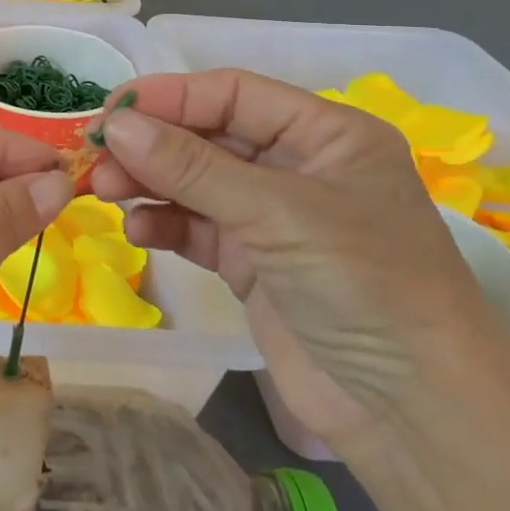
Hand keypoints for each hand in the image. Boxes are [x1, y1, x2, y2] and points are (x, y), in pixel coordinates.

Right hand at [89, 70, 509, 460]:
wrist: (414, 416)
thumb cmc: (365, 288)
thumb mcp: (277, 214)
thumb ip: (191, 167)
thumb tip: (116, 125)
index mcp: (325, 135)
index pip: (233, 94)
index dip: (169, 97)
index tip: (109, 111)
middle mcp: (297, 167)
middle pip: (207, 136)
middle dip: (151, 144)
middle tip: (96, 158)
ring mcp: (272, 218)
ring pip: (194, 182)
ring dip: (149, 183)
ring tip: (105, 192)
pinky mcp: (251, 263)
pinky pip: (196, 228)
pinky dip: (165, 225)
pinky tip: (140, 232)